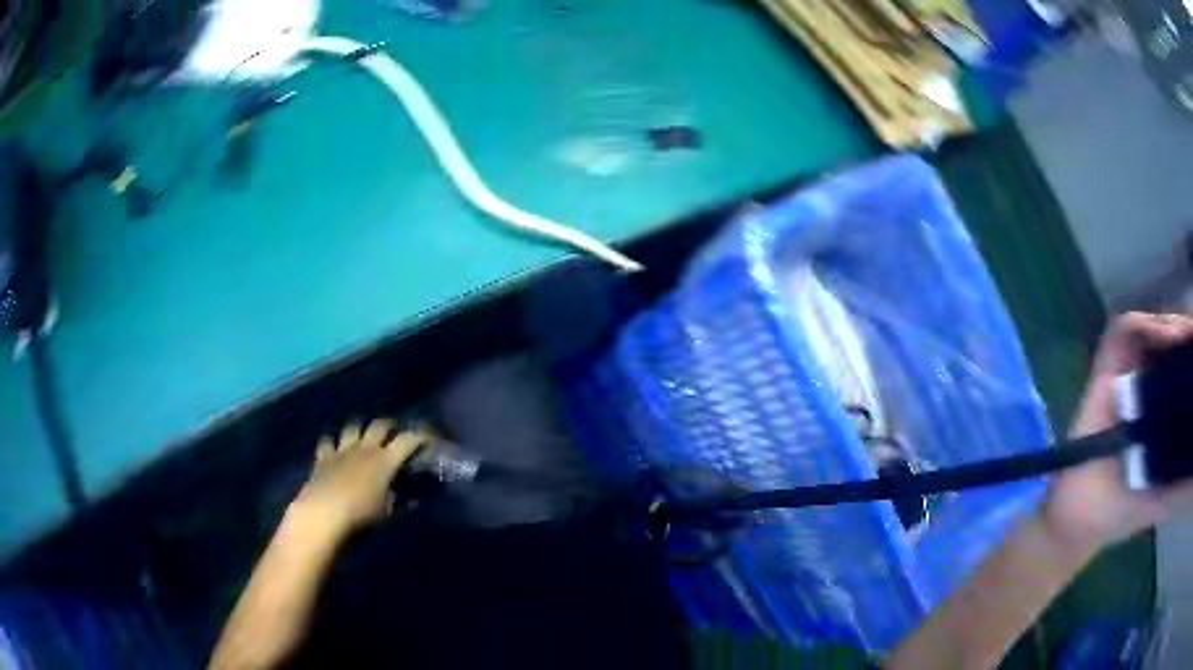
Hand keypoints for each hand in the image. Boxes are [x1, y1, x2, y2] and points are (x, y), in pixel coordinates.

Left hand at [288, 419, 430, 543]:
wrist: (325, 513)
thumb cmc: (362, 515)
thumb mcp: (388, 513)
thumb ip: (399, 502)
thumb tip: (412, 500)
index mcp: (385, 461)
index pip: (407, 440)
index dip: (419, 436)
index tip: (427, 438)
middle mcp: (365, 449)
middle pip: (379, 425)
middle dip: (389, 424)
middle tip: (394, 430)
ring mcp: (342, 450)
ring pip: (352, 427)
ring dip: (359, 427)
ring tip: (363, 433)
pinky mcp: (323, 457)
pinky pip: (327, 441)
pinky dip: (331, 442)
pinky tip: (333, 447)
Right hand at [1043, 312, 1192, 557]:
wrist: (1076, 521)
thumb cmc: (1123, 512)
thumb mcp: (1164, 501)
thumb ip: (1183, 489)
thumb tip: (1192, 480)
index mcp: (1165, 405)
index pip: (1184, 364)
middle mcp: (1149, 381)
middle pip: (1173, 337)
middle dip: (1187, 333)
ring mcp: (1127, 369)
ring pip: (1154, 325)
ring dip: (1172, 325)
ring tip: (1184, 338)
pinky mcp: (1107, 364)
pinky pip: (1127, 328)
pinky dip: (1146, 325)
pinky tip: (1163, 338)